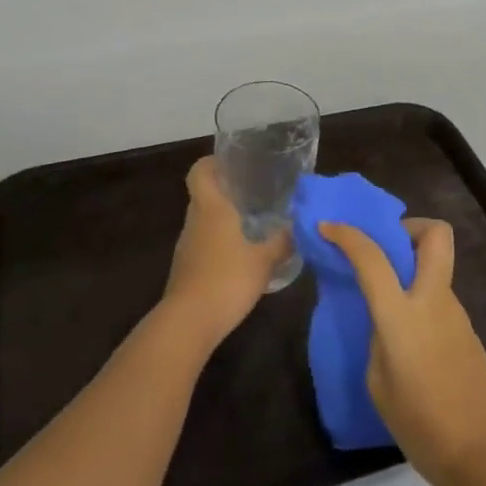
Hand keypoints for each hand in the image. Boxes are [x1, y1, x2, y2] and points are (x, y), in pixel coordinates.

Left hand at [161, 157, 291, 351]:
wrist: (189, 322)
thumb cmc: (227, 279)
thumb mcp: (265, 260)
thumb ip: (283, 241)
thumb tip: (299, 225)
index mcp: (211, 208)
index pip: (199, 171)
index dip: (212, 162)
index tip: (233, 163)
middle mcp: (195, 220)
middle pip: (204, 194)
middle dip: (226, 191)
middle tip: (255, 193)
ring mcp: (188, 245)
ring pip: (204, 221)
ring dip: (224, 220)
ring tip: (254, 224)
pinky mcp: (186, 268)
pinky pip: (204, 244)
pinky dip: (220, 243)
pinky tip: (241, 256)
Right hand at [319, 218, 485, 485]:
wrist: (480, 452)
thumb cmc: (420, 423)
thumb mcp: (378, 383)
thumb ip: (378, 338)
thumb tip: (384, 319)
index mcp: (403, 315)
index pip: (372, 258)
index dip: (348, 235)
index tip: (328, 226)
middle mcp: (433, 301)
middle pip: (435, 235)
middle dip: (410, 227)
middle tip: (386, 248)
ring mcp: (456, 312)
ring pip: (436, 266)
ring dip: (413, 266)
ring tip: (388, 299)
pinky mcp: (467, 330)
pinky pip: (439, 296)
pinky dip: (421, 297)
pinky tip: (409, 334)